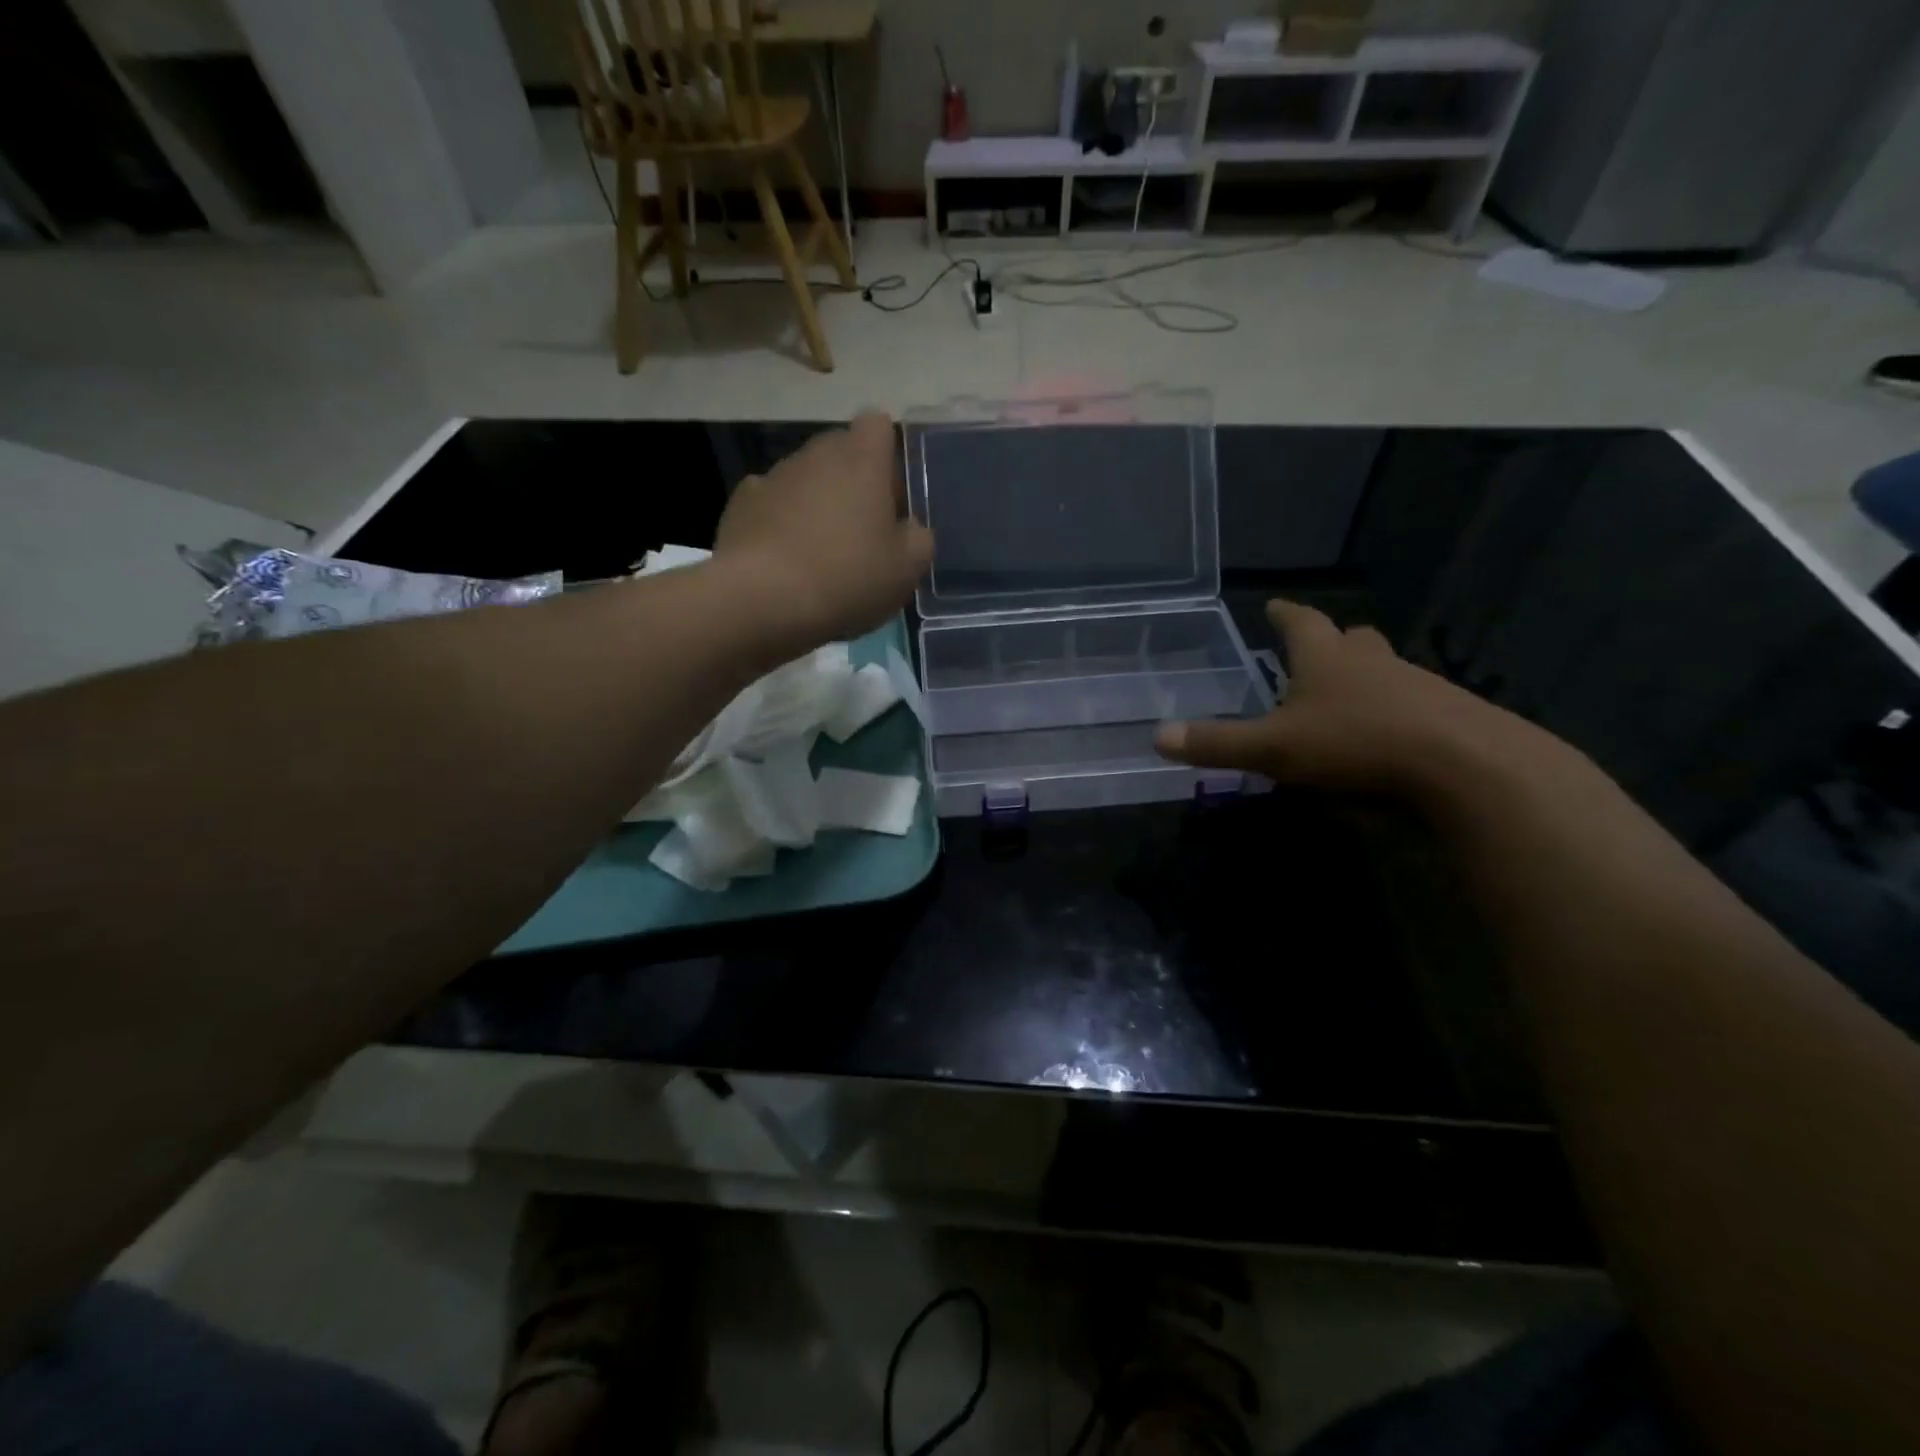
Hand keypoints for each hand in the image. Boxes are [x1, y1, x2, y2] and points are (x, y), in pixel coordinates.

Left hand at [712, 412, 934, 652]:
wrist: (763, 599)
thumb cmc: (847, 576)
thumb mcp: (906, 569)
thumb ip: (918, 538)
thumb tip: (907, 527)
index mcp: (862, 459)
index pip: (878, 425)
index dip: (887, 456)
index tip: (890, 497)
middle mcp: (816, 454)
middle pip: (840, 452)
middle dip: (853, 482)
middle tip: (862, 532)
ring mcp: (774, 475)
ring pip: (805, 478)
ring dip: (816, 503)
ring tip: (820, 553)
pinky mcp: (741, 504)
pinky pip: (771, 503)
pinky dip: (780, 521)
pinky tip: (784, 558)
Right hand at [1155, 599, 1559, 803]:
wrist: (1466, 766)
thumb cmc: (1356, 744)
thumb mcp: (1274, 748)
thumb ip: (1217, 743)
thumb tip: (1157, 735)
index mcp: (1326, 659)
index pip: (1301, 623)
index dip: (1284, 614)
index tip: (1273, 605)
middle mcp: (1372, 662)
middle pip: (1352, 639)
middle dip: (1333, 641)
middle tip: (1318, 651)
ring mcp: (1417, 685)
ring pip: (1386, 670)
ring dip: (1366, 678)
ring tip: (1347, 703)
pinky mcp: (1449, 715)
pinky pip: (1414, 704)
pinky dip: (1396, 713)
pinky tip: (1389, 742)